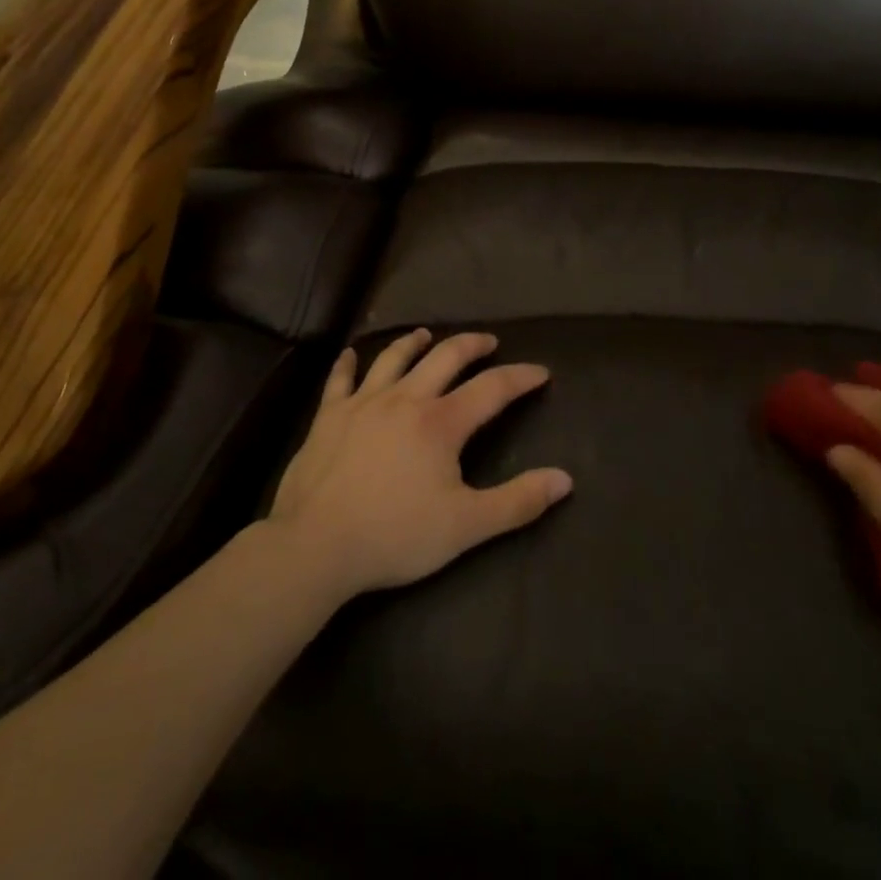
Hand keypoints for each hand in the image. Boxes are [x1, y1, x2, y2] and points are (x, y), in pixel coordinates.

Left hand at [266, 330, 572, 597]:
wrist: (315, 545)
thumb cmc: (395, 535)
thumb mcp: (466, 527)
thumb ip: (517, 502)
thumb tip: (565, 480)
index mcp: (441, 422)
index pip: (492, 389)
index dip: (520, 377)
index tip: (540, 372)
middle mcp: (405, 399)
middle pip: (445, 357)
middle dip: (472, 345)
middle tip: (488, 341)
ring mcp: (363, 402)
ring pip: (394, 358)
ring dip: (414, 342)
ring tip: (427, 335)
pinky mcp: (329, 415)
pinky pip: (340, 379)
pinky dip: (348, 363)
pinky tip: (351, 354)